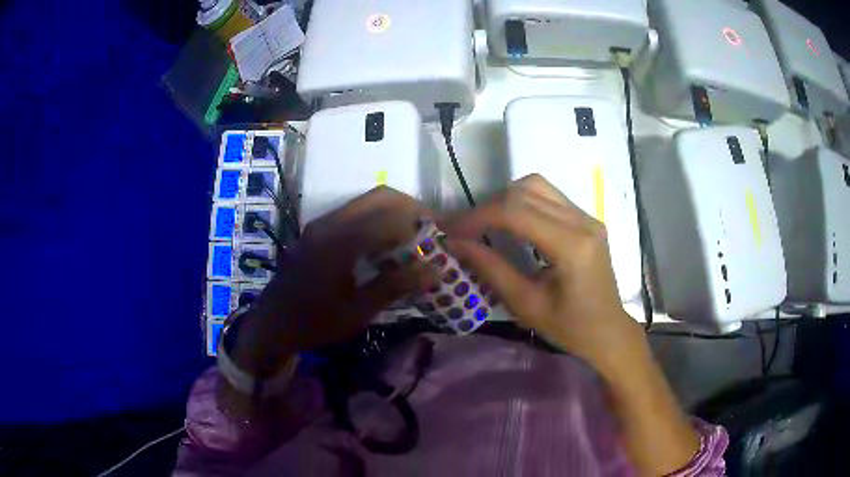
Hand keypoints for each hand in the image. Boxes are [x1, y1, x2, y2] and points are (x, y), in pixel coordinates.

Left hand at [234, 187, 438, 373]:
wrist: (272, 324)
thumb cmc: (315, 323)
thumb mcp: (358, 311)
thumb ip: (396, 286)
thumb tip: (436, 270)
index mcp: (340, 242)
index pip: (391, 216)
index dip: (420, 222)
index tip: (440, 237)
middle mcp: (330, 223)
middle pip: (379, 196)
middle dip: (410, 208)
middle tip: (428, 232)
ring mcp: (321, 223)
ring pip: (366, 202)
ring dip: (393, 212)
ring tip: (411, 238)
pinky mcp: (317, 230)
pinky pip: (354, 213)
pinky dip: (376, 220)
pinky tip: (384, 246)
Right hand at [442, 174, 641, 371]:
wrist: (608, 331)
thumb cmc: (570, 328)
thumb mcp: (527, 305)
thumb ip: (491, 269)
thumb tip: (455, 243)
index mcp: (572, 246)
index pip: (516, 212)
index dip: (478, 217)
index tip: (451, 230)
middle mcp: (583, 221)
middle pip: (525, 191)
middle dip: (488, 207)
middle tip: (465, 229)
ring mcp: (587, 217)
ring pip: (536, 186)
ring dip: (505, 200)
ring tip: (485, 224)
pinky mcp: (587, 219)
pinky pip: (548, 196)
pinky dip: (522, 202)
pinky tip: (511, 224)